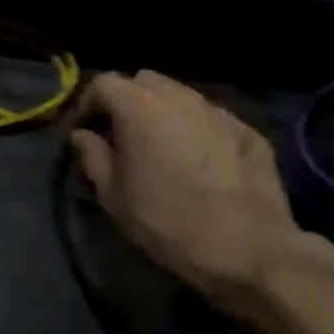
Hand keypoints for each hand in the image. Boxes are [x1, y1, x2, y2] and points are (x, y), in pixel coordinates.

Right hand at [70, 71, 333, 314]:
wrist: (249, 251)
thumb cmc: (168, 223)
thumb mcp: (114, 198)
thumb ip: (93, 157)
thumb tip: (84, 136)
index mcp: (139, 107)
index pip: (103, 83)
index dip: (89, 104)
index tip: (87, 131)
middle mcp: (178, 97)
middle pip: (144, 81)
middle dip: (128, 101)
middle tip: (125, 135)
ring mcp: (217, 111)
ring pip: (181, 96)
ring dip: (165, 113)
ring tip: (164, 147)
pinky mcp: (248, 130)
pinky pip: (212, 119)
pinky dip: (198, 130)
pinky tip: (202, 162)